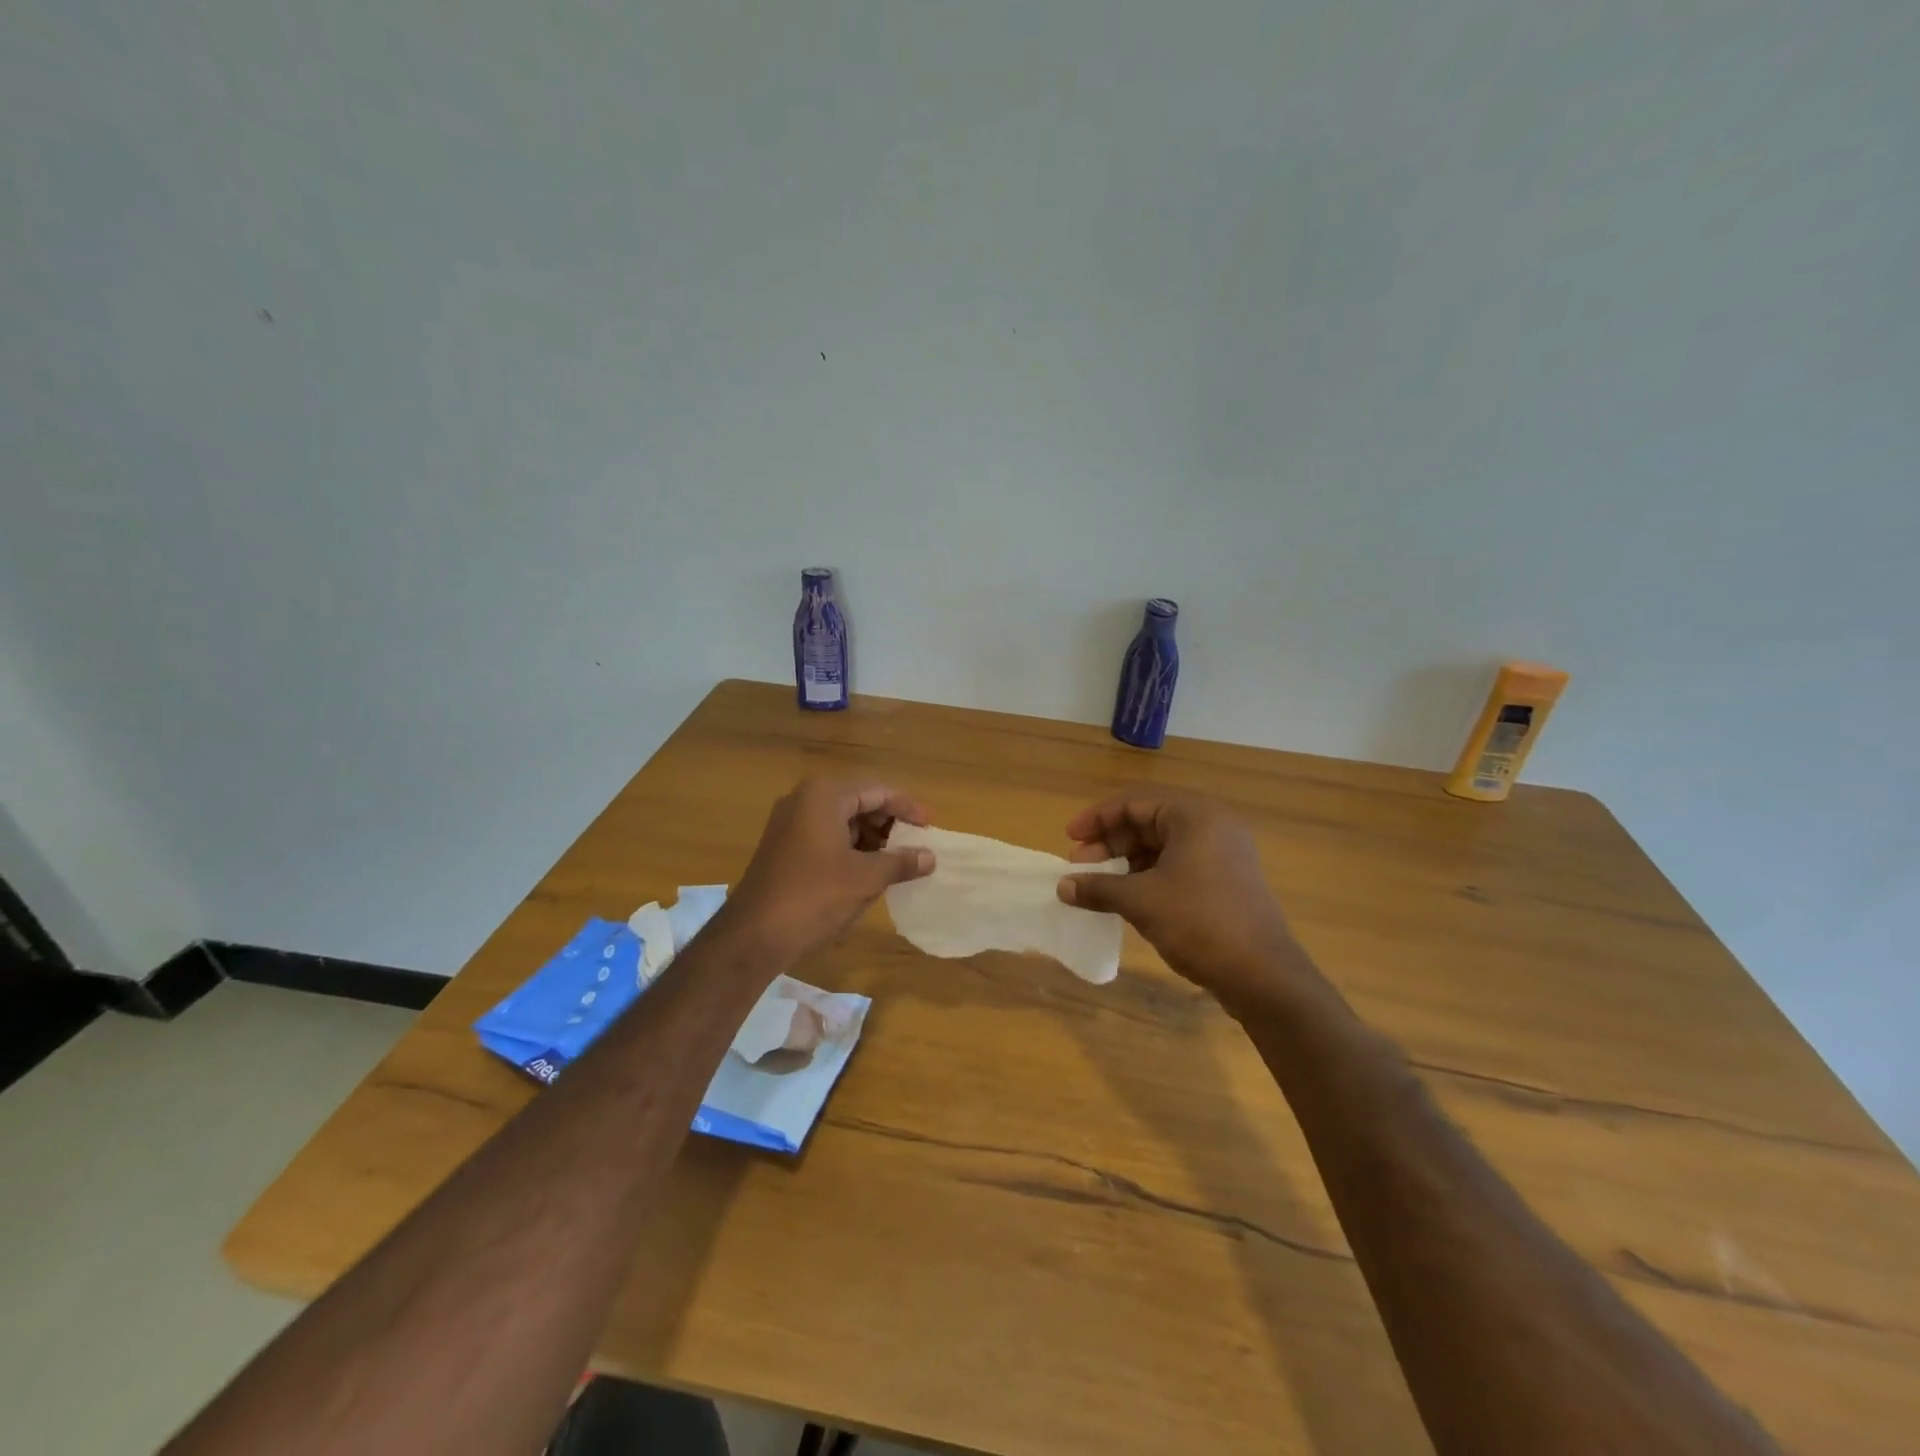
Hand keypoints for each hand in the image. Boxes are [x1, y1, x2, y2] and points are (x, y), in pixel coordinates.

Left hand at [726, 777, 934, 962]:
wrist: (754, 935)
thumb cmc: (814, 896)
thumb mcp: (866, 878)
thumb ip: (901, 862)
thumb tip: (930, 857)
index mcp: (824, 795)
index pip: (877, 791)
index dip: (907, 807)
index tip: (931, 826)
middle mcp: (804, 799)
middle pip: (859, 801)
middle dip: (889, 822)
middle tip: (915, 844)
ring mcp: (789, 822)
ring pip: (841, 820)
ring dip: (870, 837)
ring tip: (896, 861)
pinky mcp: (783, 846)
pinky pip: (825, 835)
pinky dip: (850, 848)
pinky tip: (867, 871)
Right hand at [1056, 787, 1309, 1011]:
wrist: (1263, 976)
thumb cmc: (1199, 923)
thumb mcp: (1141, 902)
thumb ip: (1098, 888)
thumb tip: (1063, 886)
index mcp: (1195, 816)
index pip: (1134, 802)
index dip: (1097, 819)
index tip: (1069, 839)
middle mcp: (1212, 826)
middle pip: (1148, 821)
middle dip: (1109, 842)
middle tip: (1080, 866)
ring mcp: (1222, 854)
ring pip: (1161, 845)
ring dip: (1126, 861)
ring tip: (1098, 884)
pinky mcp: (1225, 880)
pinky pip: (1177, 865)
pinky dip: (1147, 876)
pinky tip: (1125, 897)